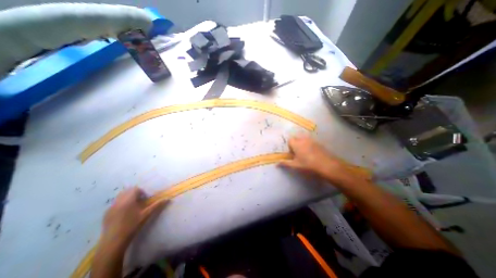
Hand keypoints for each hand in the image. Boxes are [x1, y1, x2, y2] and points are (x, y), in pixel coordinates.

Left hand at [100, 187, 168, 247]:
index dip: (141, 192)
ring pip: (119, 197)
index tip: (145, 198)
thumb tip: (167, 199)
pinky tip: (124, 213)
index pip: (135, 189)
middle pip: (126, 191)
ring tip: (133, 206)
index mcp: (128, 200)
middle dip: (134, 193)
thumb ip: (157, 205)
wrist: (114, 242)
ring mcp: (110, 208)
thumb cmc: (132, 226)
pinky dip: (121, 203)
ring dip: (127, 197)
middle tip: (140, 201)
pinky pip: (115, 203)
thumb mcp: (146, 214)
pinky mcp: (106, 214)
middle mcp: (118, 202)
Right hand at [281, 135, 358, 184]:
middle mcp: (303, 139)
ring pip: (304, 138)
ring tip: (305, 153)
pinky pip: (311, 141)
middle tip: (298, 153)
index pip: (290, 140)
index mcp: (296, 144)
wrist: (327, 165)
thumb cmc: (308, 165)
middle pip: (296, 138)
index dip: (290, 146)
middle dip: (295, 143)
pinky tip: (313, 153)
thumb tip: (276, 164)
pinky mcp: (319, 143)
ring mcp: (312, 140)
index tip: (292, 153)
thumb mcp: (295, 165)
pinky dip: (309, 144)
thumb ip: (285, 163)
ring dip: (302, 143)